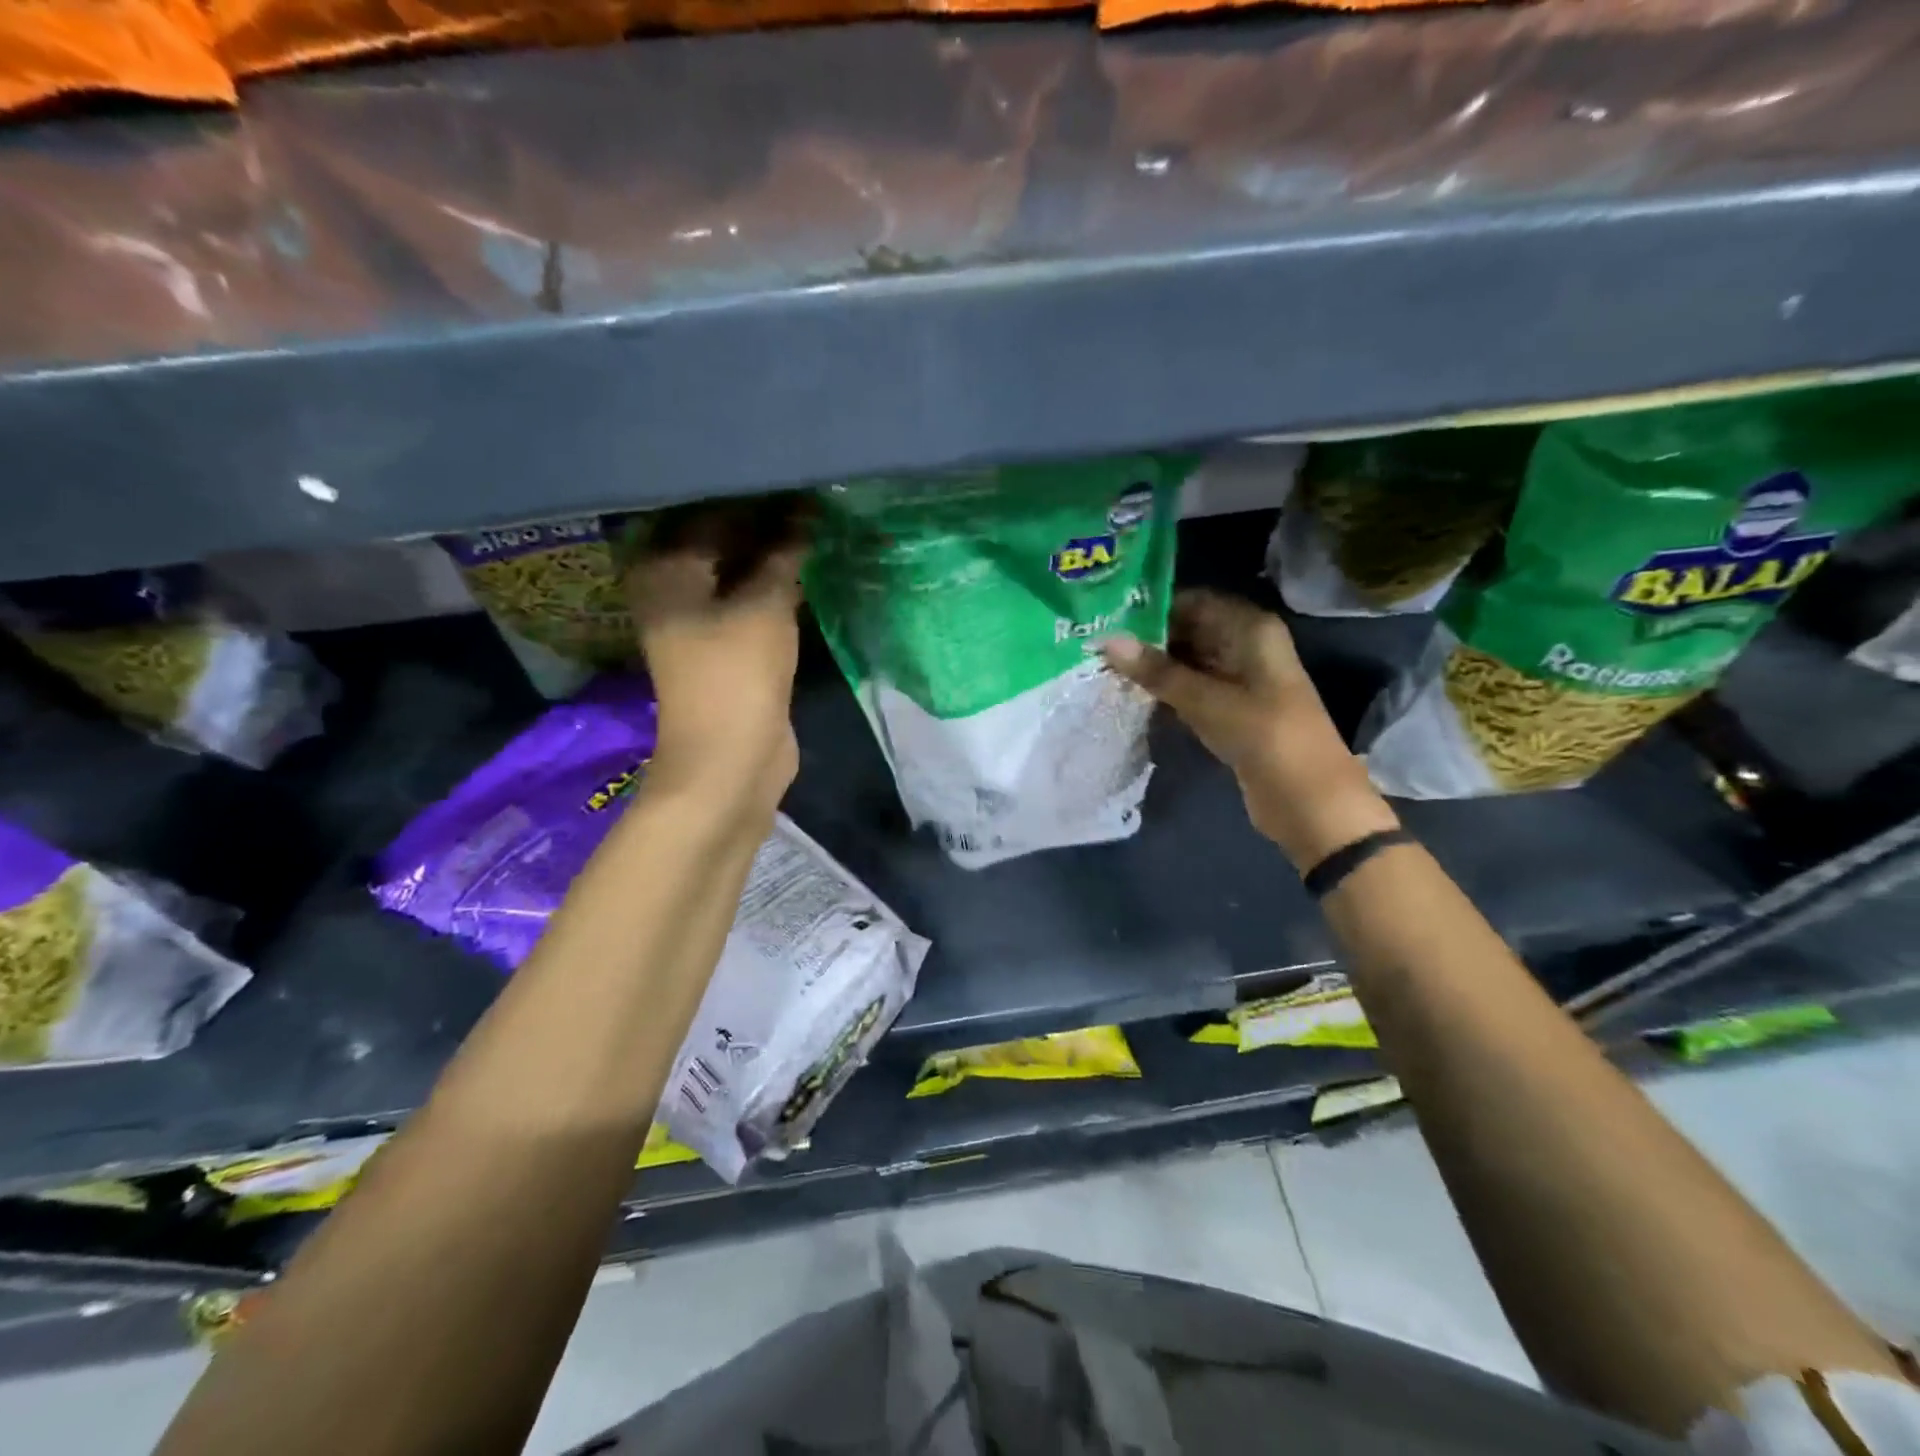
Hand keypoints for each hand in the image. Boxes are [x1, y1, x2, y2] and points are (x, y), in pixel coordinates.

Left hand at [623, 499, 810, 815]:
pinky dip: (774, 584)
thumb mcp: (765, 605)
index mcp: (664, 568)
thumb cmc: (737, 673)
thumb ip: (785, 554)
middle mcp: (672, 587)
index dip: (755, 495)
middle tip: (812, 494)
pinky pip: (749, 599)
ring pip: (738, 571)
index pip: (710, 510)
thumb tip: (806, 511)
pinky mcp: (724, 645)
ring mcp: (697, 619)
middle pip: (721, 540)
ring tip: (815, 521)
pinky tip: (806, 565)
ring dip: (772, 554)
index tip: (796, 474)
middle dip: (765, 521)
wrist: (732, 760)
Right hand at [1101, 590, 1398, 871]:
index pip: (1195, 601)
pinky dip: (1165, 690)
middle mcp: (1245, 647)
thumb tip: (1107, 640)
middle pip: (1190, 630)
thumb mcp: (1207, 700)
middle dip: (1148, 637)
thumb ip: (1157, 670)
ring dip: (1153, 666)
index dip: (1154, 605)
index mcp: (1252, 629)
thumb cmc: (1264, 736)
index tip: (1109, 612)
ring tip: (1104, 664)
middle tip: (1098, 641)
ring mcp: (1239, 680)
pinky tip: (1129, 692)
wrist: (1308, 801)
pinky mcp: (1230, 711)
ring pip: (1188, 661)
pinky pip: (1191, 689)